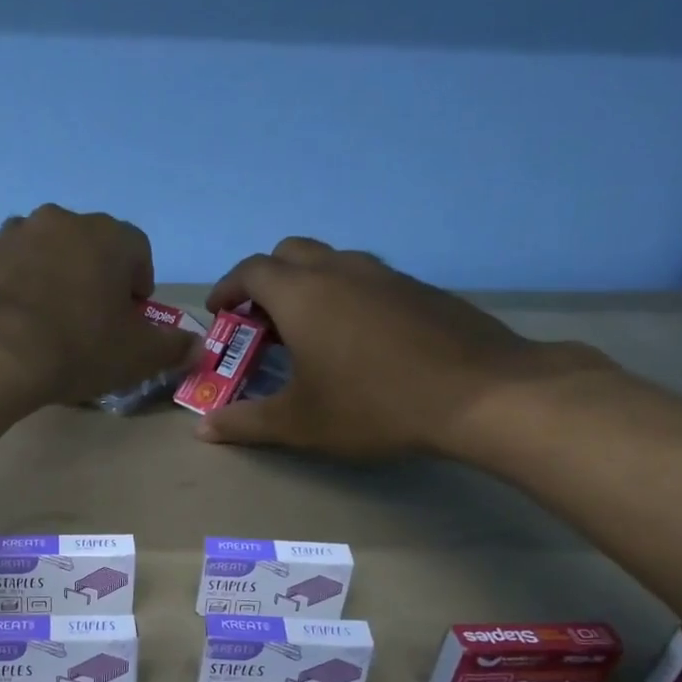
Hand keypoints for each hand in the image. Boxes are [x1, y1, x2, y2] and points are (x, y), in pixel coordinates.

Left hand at [0, 205, 196, 410]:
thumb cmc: (76, 347)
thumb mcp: (135, 356)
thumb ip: (171, 348)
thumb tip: (196, 347)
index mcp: (107, 237)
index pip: (138, 250)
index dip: (139, 284)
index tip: (131, 317)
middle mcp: (60, 222)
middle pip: (88, 247)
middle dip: (95, 278)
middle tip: (91, 322)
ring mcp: (12, 235)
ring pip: (44, 254)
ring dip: (52, 280)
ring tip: (48, 325)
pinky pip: (7, 272)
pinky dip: (15, 291)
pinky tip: (13, 328)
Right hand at [195, 237, 609, 459]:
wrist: (479, 393)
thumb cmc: (373, 406)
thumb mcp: (299, 423)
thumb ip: (246, 422)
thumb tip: (202, 428)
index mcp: (302, 294)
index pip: (250, 270)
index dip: (227, 288)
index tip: (219, 312)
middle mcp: (341, 270)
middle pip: (290, 253)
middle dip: (266, 279)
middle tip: (261, 321)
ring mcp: (385, 275)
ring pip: (333, 261)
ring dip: (308, 285)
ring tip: (307, 331)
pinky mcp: (420, 289)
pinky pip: (368, 279)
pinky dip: (346, 296)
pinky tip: (358, 341)